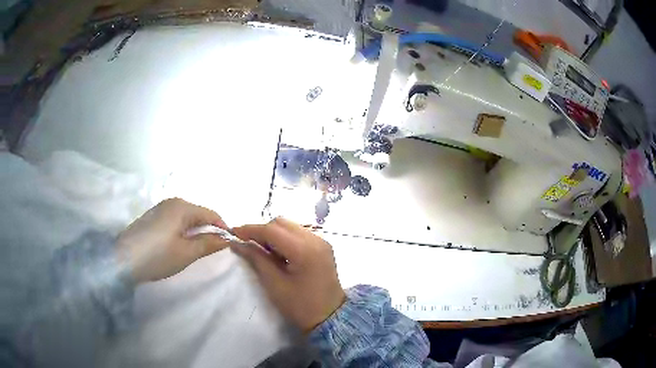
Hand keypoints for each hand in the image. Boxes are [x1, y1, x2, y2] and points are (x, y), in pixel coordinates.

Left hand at [117, 198, 229, 283]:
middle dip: (208, 230)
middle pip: (198, 213)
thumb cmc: (158, 256)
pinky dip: (182, 230)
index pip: (211, 214)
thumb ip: (208, 243)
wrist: (123, 259)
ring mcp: (160, 208)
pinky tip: (178, 244)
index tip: (230, 243)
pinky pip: (175, 220)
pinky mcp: (152, 216)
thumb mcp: (186, 253)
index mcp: (182, 207)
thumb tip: (226, 238)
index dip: (222, 228)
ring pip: (186, 217)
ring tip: (196, 249)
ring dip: (195, 231)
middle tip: (212, 250)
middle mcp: (172, 202)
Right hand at [231, 217, 345, 331]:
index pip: (272, 230)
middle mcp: (315, 239)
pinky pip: (299, 234)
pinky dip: (284, 238)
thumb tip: (238, 243)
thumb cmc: (300, 306)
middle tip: (247, 244)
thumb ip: (257, 259)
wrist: (330, 318)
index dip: (250, 229)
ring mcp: (322, 241)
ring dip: (273, 233)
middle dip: (262, 230)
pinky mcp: (323, 247)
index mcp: (304, 250)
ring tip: (261, 249)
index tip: (233, 233)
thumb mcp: (275, 284)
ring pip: (290, 226)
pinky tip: (277, 253)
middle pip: (282, 223)